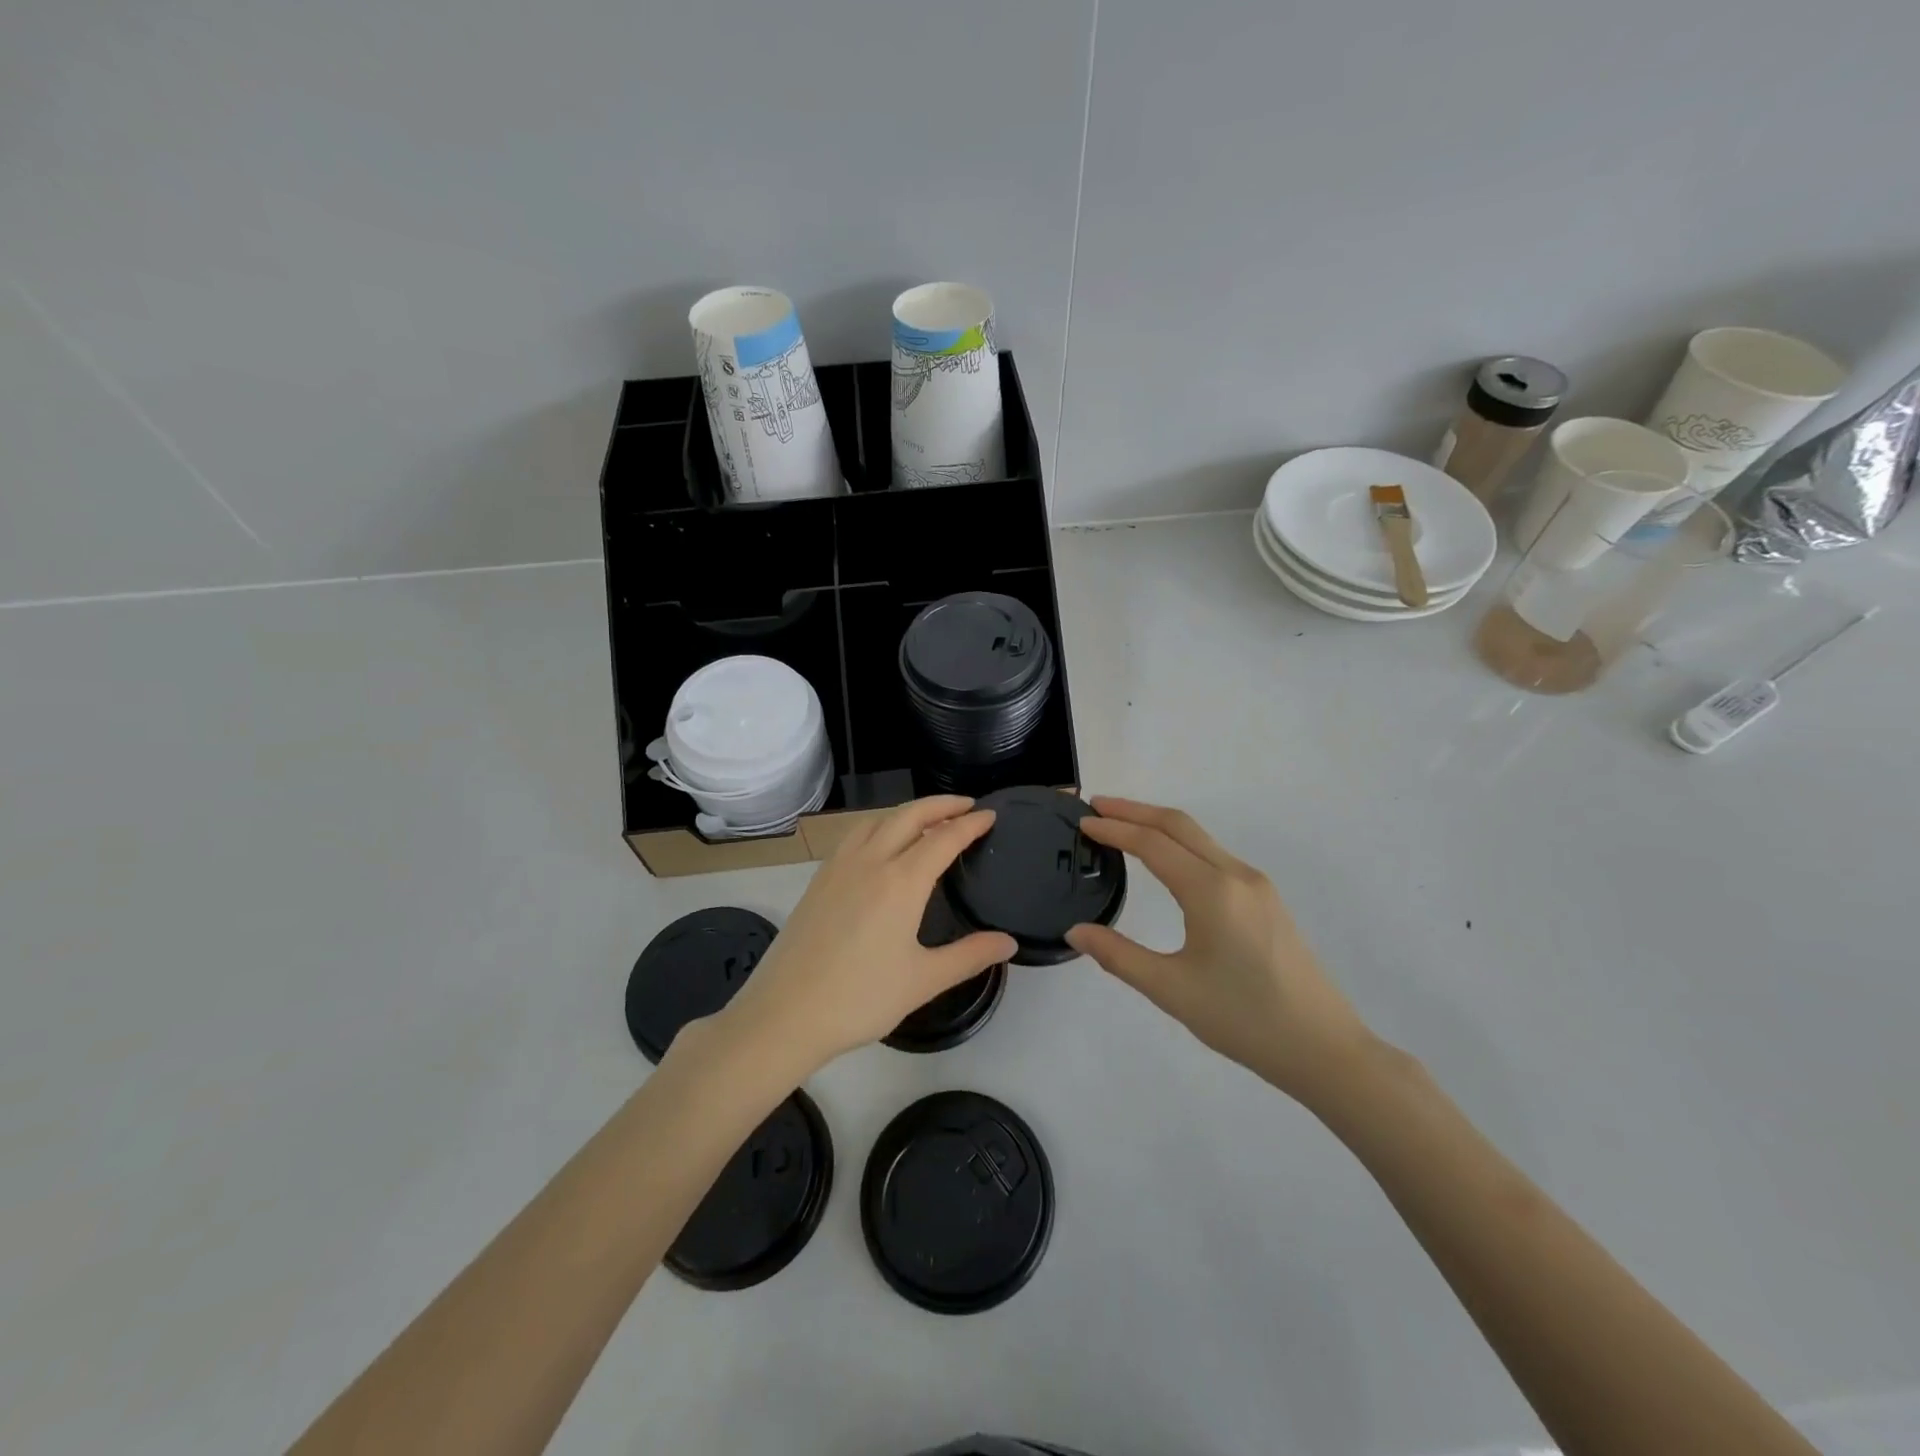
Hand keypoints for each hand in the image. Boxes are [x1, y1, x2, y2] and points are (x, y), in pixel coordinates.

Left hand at [714, 796, 1016, 1078]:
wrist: (785, 1013)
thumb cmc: (860, 999)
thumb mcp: (923, 981)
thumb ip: (969, 956)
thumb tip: (1009, 943)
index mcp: (901, 882)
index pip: (944, 838)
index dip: (970, 824)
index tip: (990, 815)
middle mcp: (870, 862)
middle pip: (909, 816)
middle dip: (941, 804)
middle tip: (966, 805)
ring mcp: (839, 867)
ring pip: (878, 820)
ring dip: (908, 812)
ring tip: (928, 820)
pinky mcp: (819, 880)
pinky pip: (854, 835)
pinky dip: (879, 825)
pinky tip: (881, 844)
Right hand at [1066, 797, 1372, 1103]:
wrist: (1323, 1048)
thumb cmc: (1243, 1019)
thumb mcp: (1171, 990)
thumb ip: (1118, 956)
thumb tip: (1076, 931)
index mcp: (1211, 891)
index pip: (1152, 843)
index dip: (1114, 829)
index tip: (1082, 821)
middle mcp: (1236, 875)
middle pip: (1178, 824)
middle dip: (1135, 810)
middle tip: (1096, 807)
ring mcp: (1256, 885)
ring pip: (1200, 837)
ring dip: (1159, 824)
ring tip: (1122, 826)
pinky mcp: (1267, 899)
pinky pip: (1214, 855)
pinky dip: (1181, 844)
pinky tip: (1165, 860)